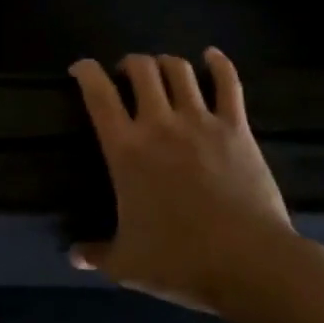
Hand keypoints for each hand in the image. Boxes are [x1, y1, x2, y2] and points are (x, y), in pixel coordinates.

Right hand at [69, 49, 295, 312]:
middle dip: (129, 64)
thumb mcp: (127, 265)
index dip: (86, 72)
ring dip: (166, 63)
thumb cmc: (181, 262)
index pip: (98, 94)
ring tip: (162, 72)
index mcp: (126, 150)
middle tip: (126, 76)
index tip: (81, 69)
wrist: (249, 264)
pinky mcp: (236, 128)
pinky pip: (228, 83)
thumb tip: (73, 255)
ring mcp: (201, 121)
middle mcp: (159, 124)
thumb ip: (96, 254)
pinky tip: (211, 57)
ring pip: (178, 69)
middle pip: (141, 69)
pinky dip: (218, 64)